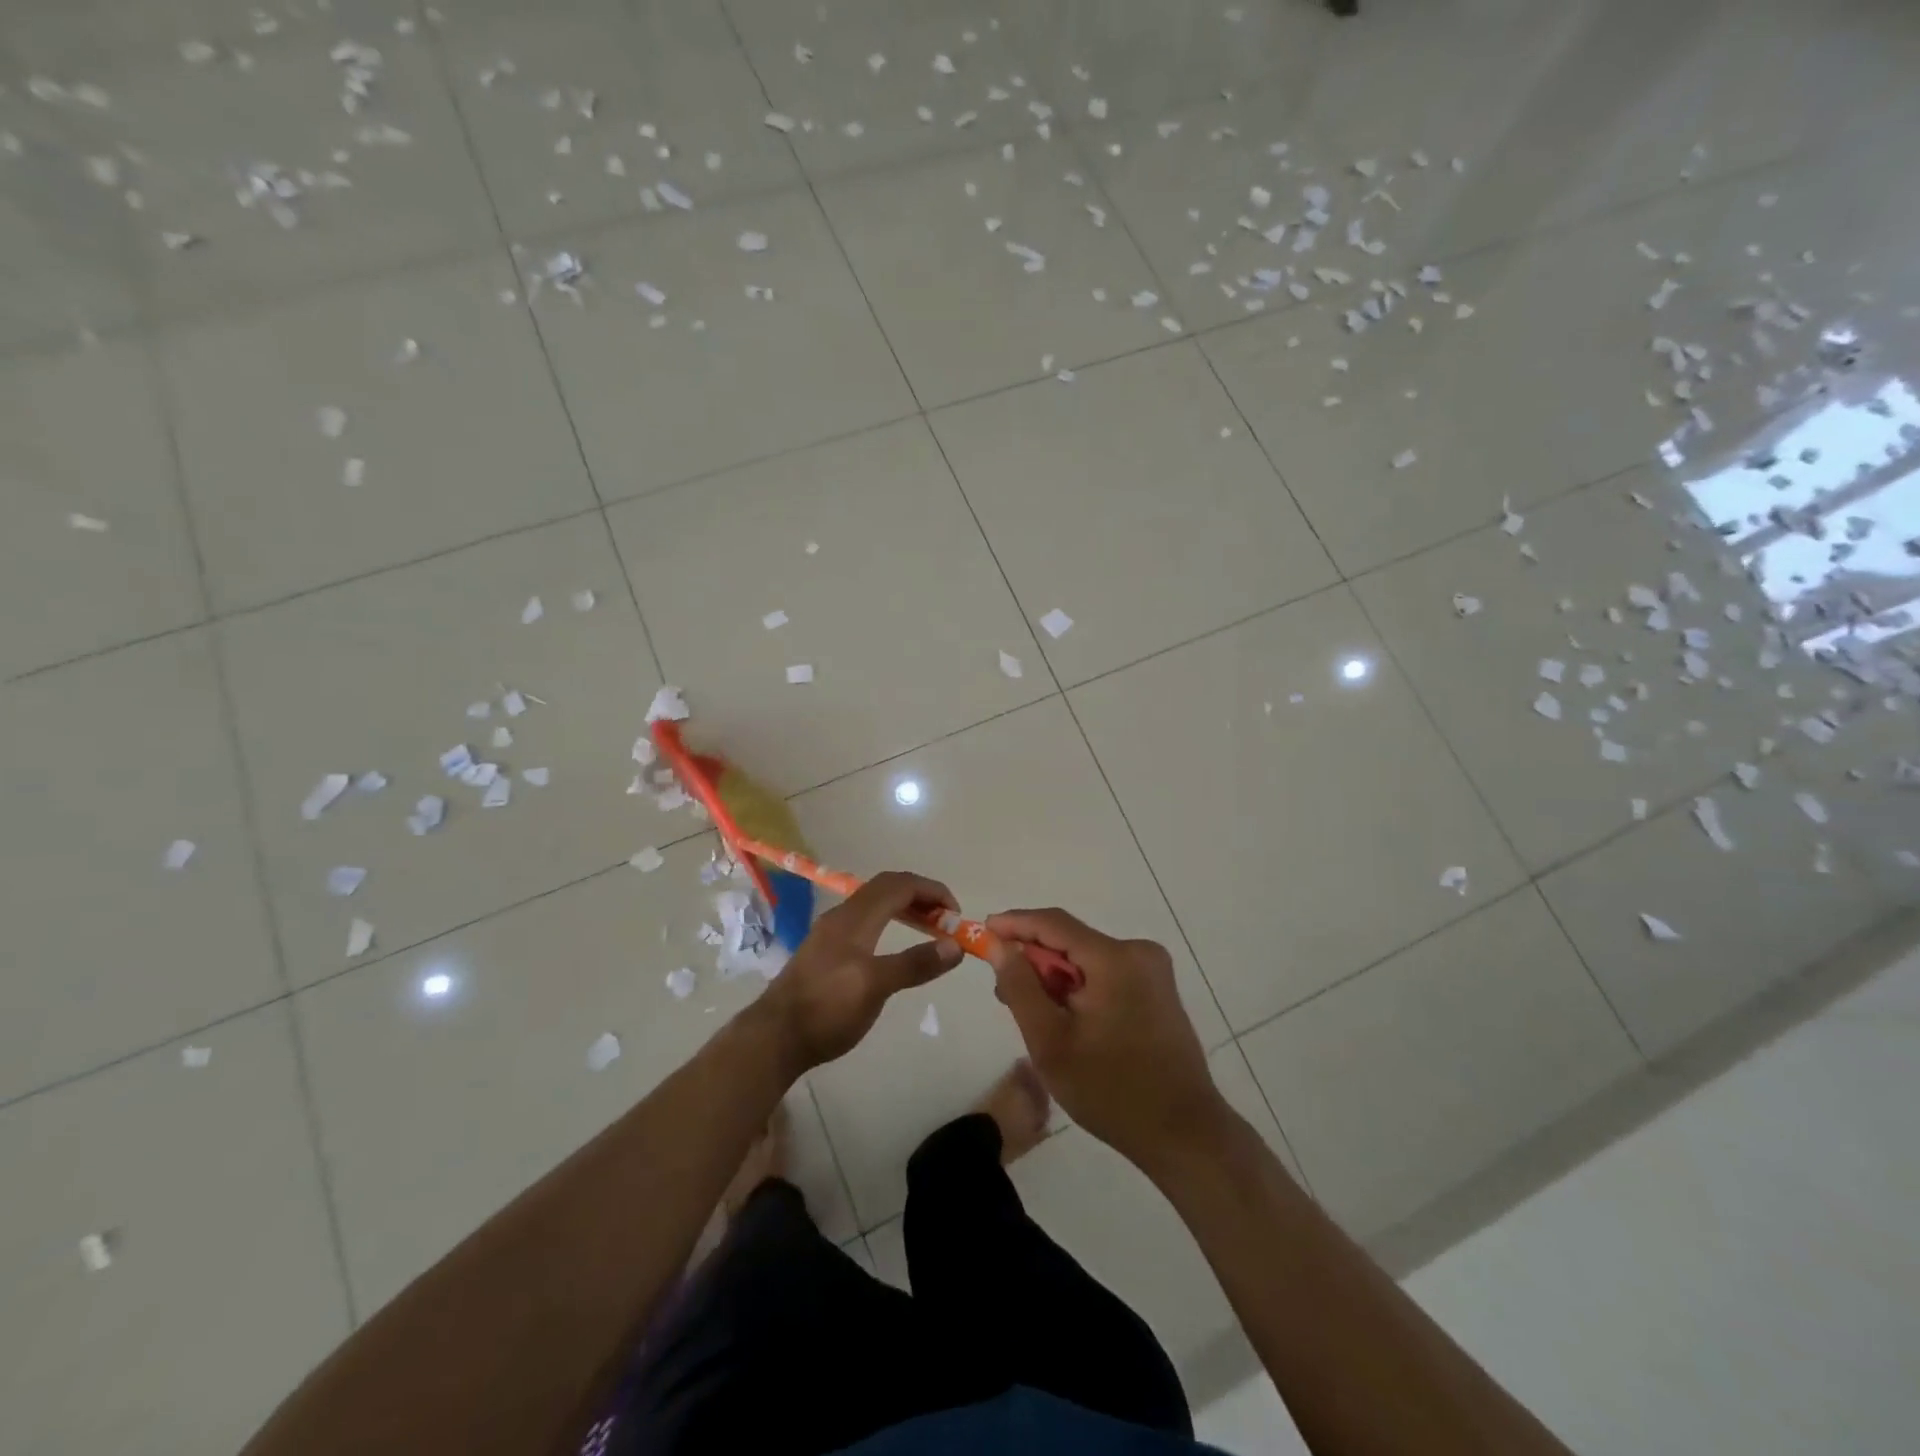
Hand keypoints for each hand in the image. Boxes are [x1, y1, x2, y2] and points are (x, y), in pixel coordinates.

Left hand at [758, 871, 963, 1071]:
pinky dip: (889, 921)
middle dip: (920, 896)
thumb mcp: (875, 987)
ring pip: (874, 903)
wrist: (774, 1037)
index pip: (899, 885)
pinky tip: (894, 946)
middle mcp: (842, 916)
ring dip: (904, 907)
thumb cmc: (827, 1009)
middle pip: (886, 887)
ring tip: (928, 930)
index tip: (956, 912)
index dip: (931, 890)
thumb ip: (915, 963)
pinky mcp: (825, 950)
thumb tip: (955, 946)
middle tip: (945, 920)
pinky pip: (865, 919)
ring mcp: (831, 932)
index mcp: (855, 917)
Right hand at [985, 908, 1226, 1165]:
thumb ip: (1020, 986)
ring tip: (1035, 1017)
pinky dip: (1080, 988)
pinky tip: (1067, 1021)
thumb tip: (997, 943)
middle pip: (1071, 941)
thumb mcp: (1050, 1041)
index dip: (1014, 924)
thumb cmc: (1111, 1090)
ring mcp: (1153, 971)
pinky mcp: (1158, 989)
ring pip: (1087, 959)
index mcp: (1116, 958)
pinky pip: (1106, 974)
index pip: (1053, 923)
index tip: (981, 932)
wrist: (1184, 1134)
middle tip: (1004, 992)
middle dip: (1034, 961)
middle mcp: (1139, 952)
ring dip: (1056, 978)